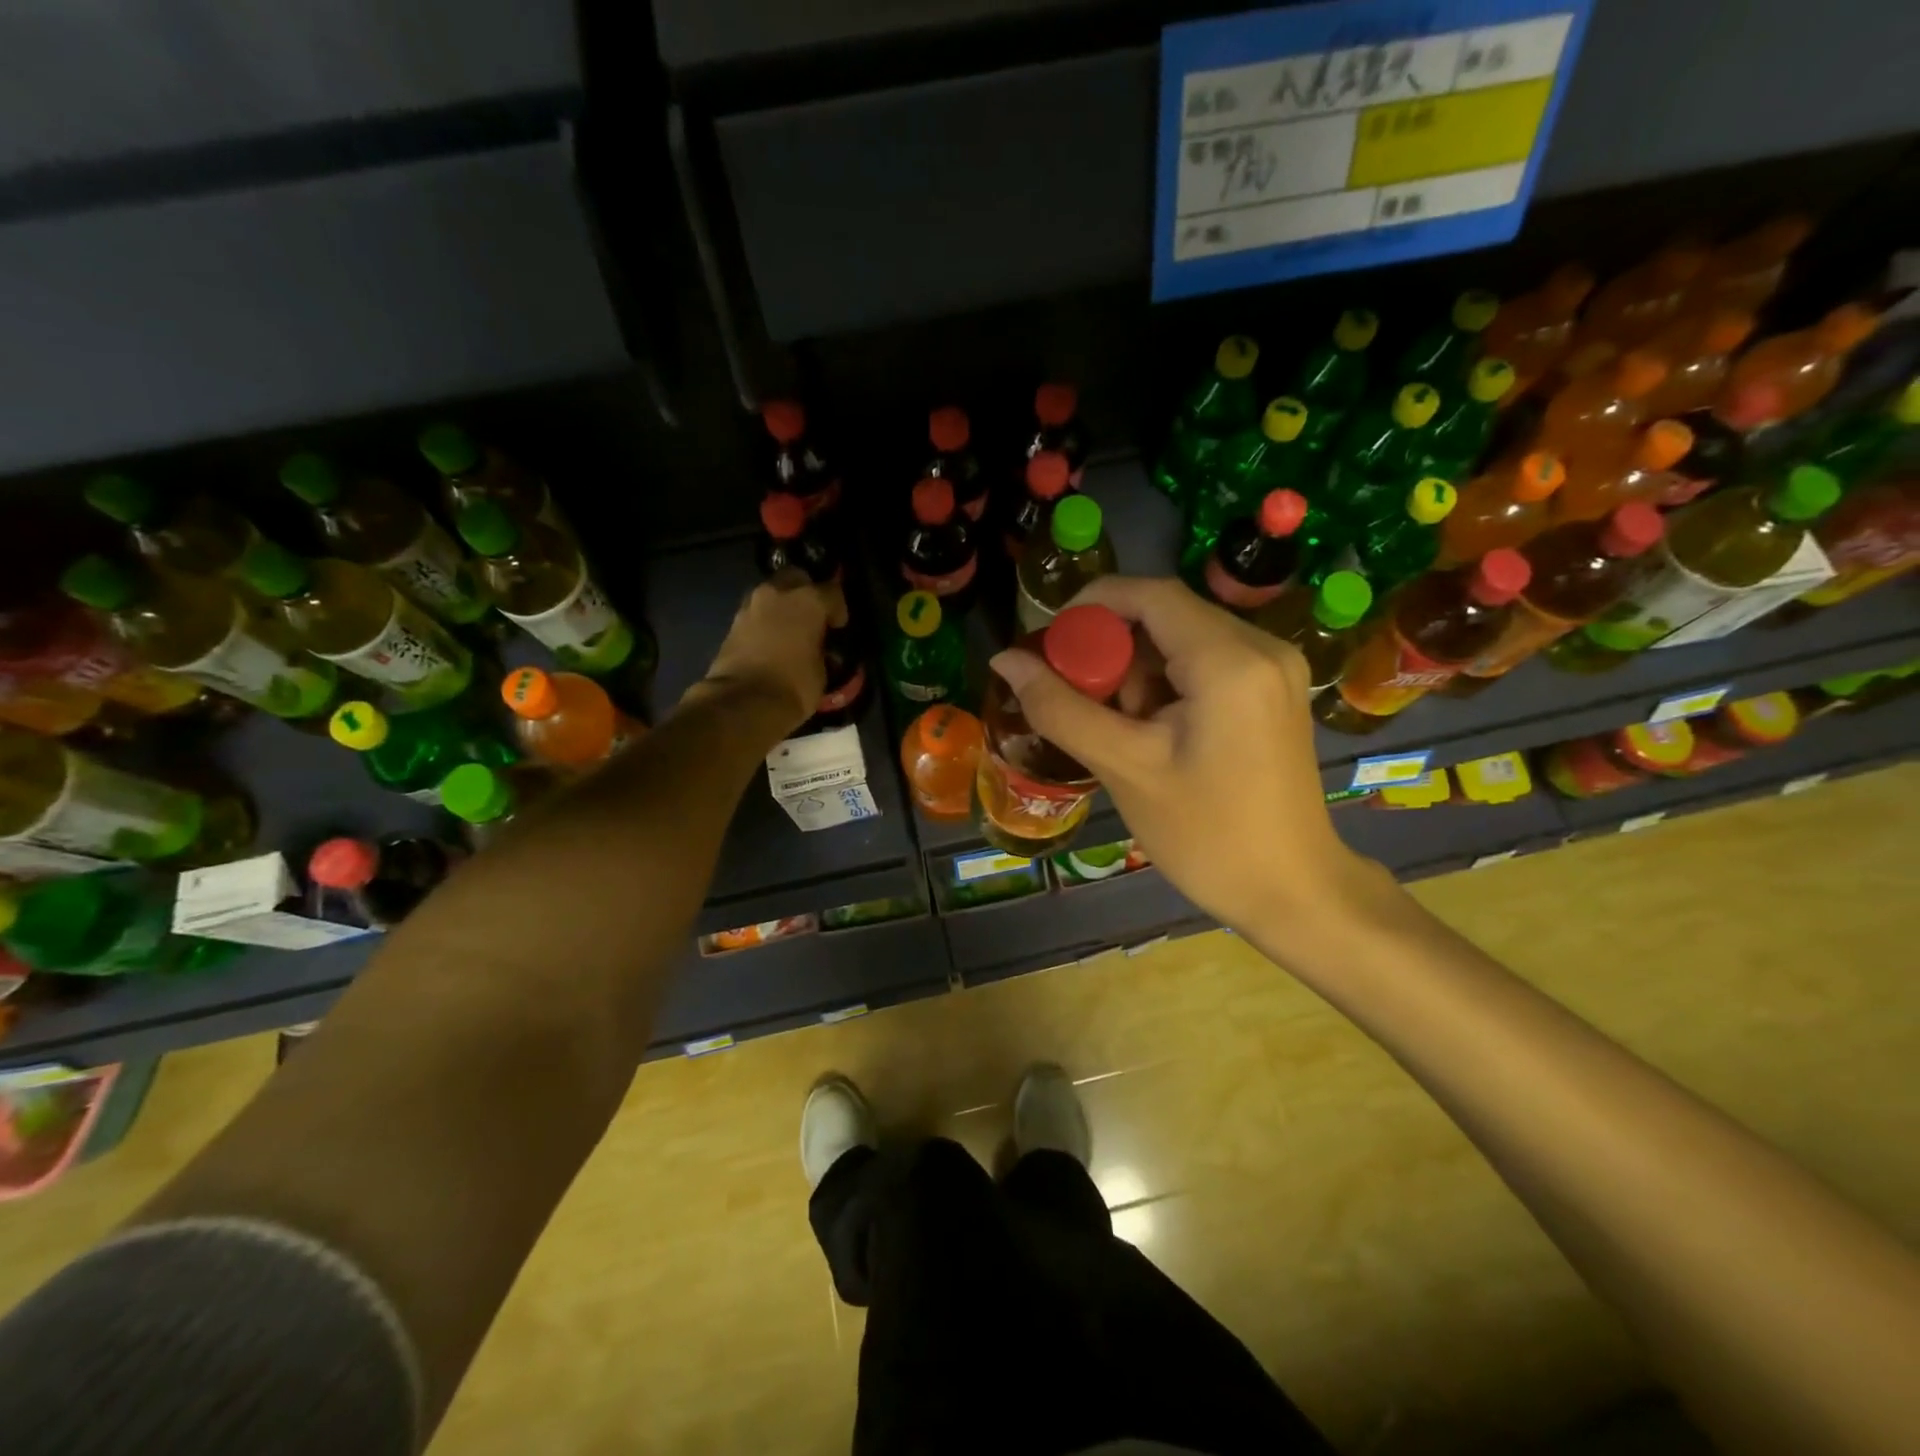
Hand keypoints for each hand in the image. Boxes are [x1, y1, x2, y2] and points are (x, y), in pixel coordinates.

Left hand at [692, 570, 843, 733]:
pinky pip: (756, 614)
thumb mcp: (822, 671)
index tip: (838, 627)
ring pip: (772, 594)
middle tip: (812, 617)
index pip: (832, 591)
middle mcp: (778, 593)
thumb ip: (822, 651)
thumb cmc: (794, 686)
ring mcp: (751, 606)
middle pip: (796, 578)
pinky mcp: (733, 623)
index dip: (838, 609)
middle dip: (806, 592)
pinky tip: (772, 641)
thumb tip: (819, 650)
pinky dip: (765, 622)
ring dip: (782, 607)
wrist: (743, 702)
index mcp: (808, 600)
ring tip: (790, 630)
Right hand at [988, 576, 1381, 940]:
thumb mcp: (1125, 768)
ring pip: (1182, 639)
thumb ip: (1060, 708)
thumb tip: (1005, 660)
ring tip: (1123, 731)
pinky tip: (1155, 733)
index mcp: (1230, 660)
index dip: (1090, 606)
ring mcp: (1275, 667)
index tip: (1049, 644)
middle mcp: (1262, 647)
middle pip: (1165, 615)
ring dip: (1138, 672)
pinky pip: (1205, 662)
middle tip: (1080, 701)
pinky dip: (1166, 684)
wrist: (1292, 891)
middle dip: (1112, 650)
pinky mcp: (1274, 690)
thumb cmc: (1207, 835)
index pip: (1149, 594)